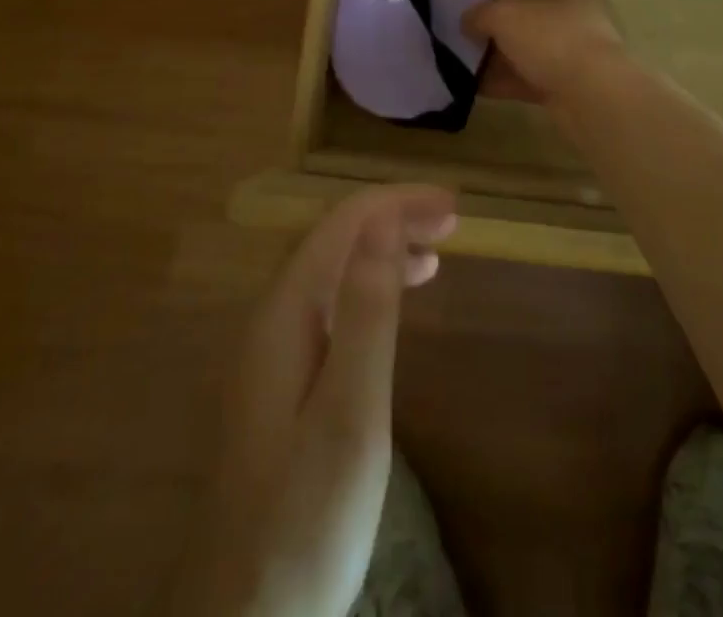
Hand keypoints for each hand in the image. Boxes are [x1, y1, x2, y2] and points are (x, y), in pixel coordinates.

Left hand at [173, 185, 457, 616]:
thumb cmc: (305, 520)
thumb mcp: (350, 414)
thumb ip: (366, 312)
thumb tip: (383, 221)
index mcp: (282, 314)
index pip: (342, 225)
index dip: (397, 203)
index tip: (453, 205)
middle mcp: (270, 319)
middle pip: (334, 240)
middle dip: (391, 219)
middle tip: (452, 222)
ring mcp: (270, 353)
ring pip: (330, 273)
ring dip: (380, 251)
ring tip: (434, 253)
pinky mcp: (279, 384)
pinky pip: (328, 307)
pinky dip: (366, 290)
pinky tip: (392, 307)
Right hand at [462, 0, 626, 104]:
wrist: (593, 97)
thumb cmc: (552, 37)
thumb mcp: (504, 14)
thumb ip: (480, 12)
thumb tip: (469, 21)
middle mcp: (576, 9)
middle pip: (526, 6)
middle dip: (492, 15)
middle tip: (462, 22)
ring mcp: (573, 47)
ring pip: (525, 43)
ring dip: (494, 50)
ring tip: (460, 55)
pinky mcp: (567, 81)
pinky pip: (528, 74)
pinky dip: (503, 78)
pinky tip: (472, 84)